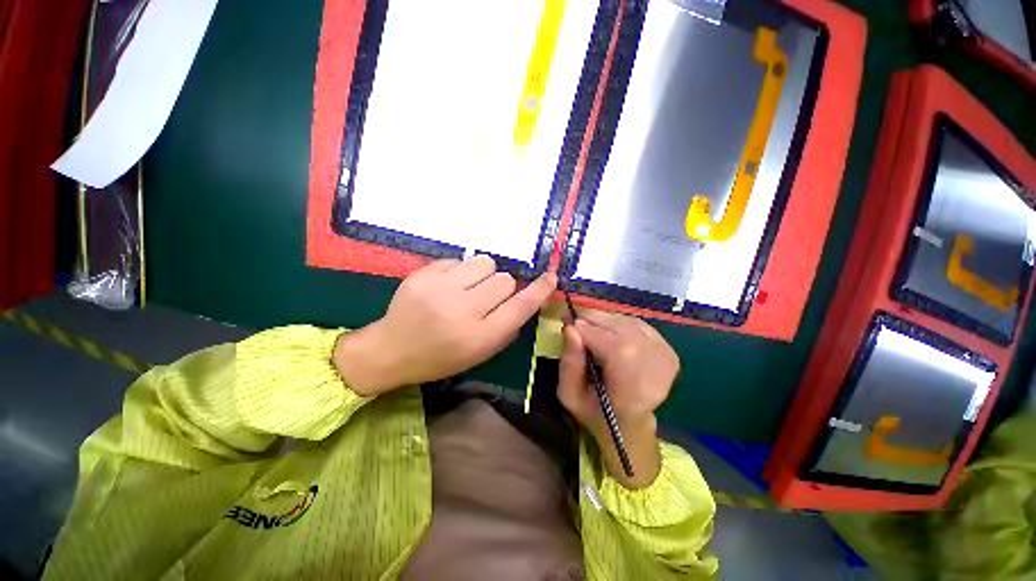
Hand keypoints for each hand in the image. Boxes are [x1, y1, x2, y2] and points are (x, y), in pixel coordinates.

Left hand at [334, 256, 556, 395]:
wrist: (391, 350)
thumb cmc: (440, 358)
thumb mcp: (480, 353)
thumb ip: (507, 327)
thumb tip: (524, 299)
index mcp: (479, 336)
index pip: (521, 306)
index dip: (540, 290)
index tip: (550, 277)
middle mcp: (463, 310)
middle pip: (504, 280)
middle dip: (502, 287)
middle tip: (487, 297)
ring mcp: (440, 289)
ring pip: (485, 262)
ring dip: (484, 274)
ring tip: (469, 286)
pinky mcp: (423, 274)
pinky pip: (459, 260)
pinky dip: (460, 271)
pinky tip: (448, 285)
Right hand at [558, 310, 678, 487]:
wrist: (628, 422)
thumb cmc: (595, 411)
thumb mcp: (570, 394)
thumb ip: (569, 363)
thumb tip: (571, 328)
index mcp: (633, 390)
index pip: (613, 347)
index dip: (587, 330)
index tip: (566, 323)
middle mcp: (657, 370)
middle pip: (622, 329)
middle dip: (593, 320)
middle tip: (573, 320)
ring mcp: (666, 357)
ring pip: (628, 323)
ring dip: (603, 319)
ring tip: (586, 325)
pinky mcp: (668, 349)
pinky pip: (637, 323)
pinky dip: (617, 321)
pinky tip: (605, 329)